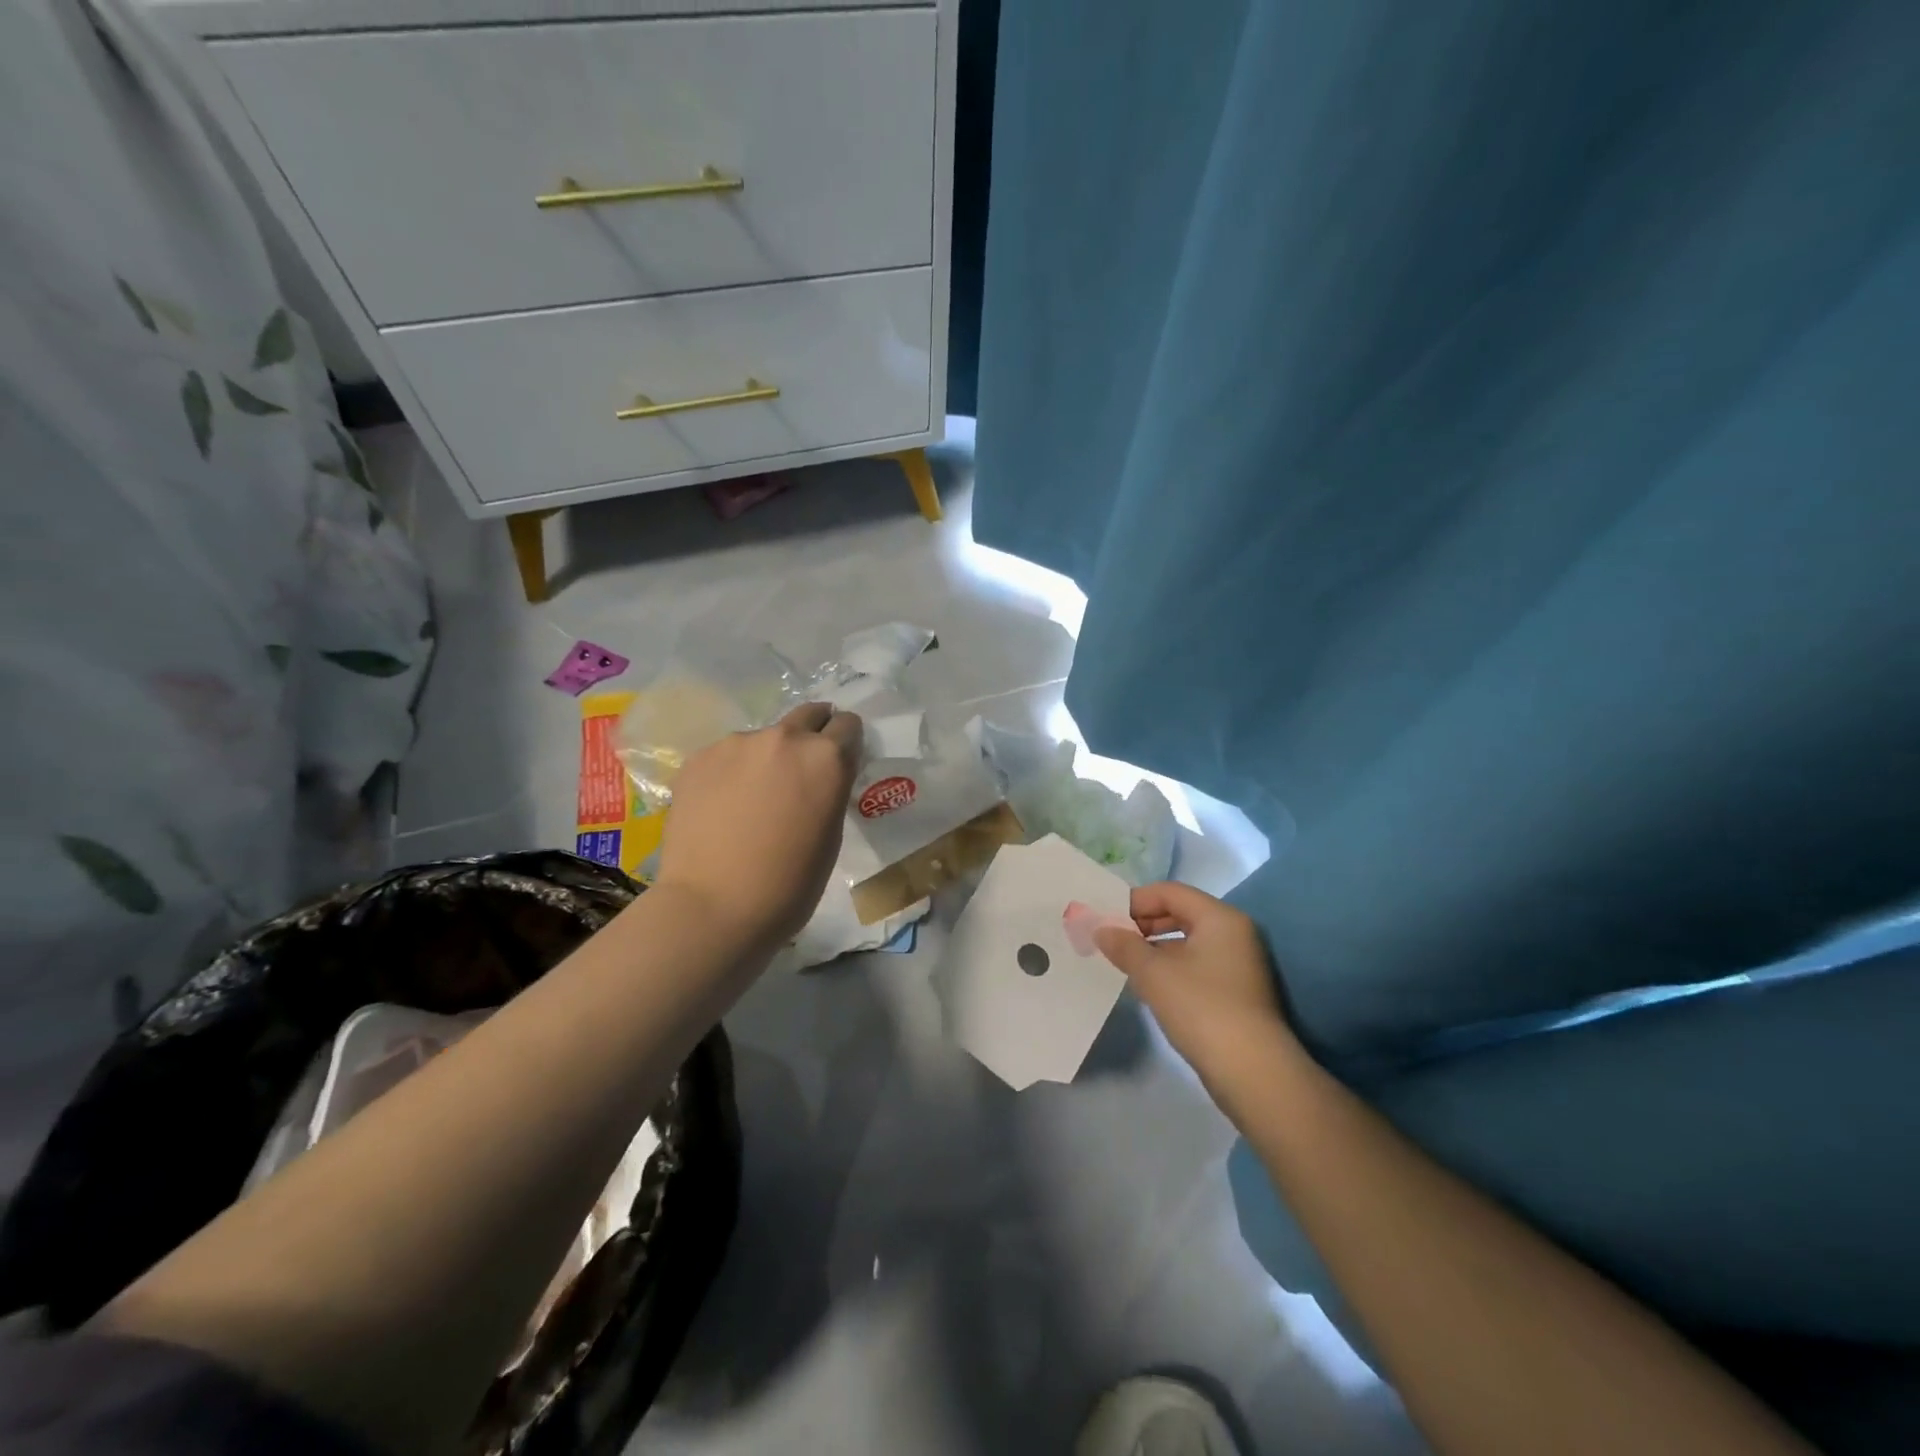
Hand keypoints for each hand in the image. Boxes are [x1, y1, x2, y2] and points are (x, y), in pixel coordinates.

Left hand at [652, 703, 862, 951]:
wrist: (713, 906)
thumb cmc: (789, 884)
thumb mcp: (830, 835)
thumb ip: (829, 790)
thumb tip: (818, 777)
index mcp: (826, 757)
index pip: (848, 725)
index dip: (846, 743)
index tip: (840, 761)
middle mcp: (784, 737)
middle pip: (808, 715)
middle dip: (812, 734)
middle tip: (802, 770)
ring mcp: (737, 743)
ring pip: (763, 738)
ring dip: (767, 757)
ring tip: (753, 798)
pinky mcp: (699, 757)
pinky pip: (727, 755)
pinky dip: (731, 772)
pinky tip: (722, 807)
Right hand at [1094, 883, 1299, 1110]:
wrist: (1252, 1071)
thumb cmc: (1201, 1007)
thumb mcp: (1154, 973)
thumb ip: (1123, 945)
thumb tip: (1100, 929)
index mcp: (1219, 917)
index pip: (1170, 892)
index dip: (1135, 901)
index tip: (1106, 920)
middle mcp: (1234, 933)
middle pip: (1181, 913)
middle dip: (1143, 924)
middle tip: (1112, 941)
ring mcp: (1239, 963)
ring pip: (1188, 942)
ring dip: (1155, 948)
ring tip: (1125, 964)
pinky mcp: (1237, 991)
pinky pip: (1197, 965)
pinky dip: (1172, 968)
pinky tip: (1150, 986)